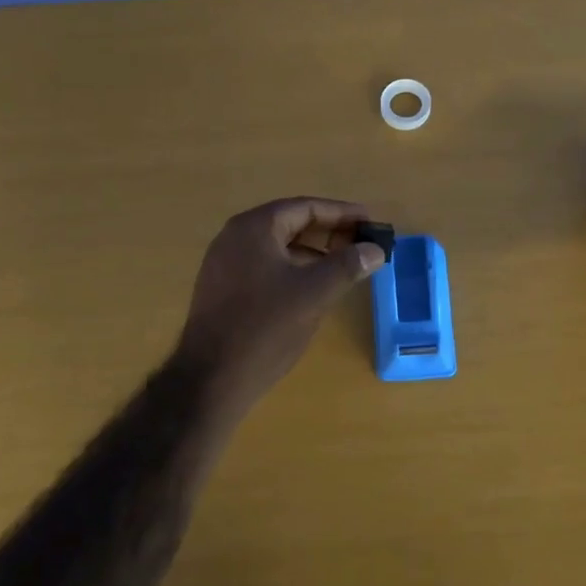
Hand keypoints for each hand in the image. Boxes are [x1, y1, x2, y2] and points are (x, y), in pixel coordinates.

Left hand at [175, 197, 386, 418]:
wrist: (211, 378)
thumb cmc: (265, 328)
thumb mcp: (314, 293)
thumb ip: (347, 266)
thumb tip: (374, 250)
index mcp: (254, 228)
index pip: (305, 207)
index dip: (342, 213)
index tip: (370, 222)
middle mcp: (234, 237)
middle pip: (290, 223)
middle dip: (329, 232)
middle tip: (362, 245)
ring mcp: (224, 263)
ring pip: (277, 247)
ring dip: (313, 252)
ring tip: (344, 266)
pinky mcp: (222, 288)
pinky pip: (264, 266)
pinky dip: (293, 268)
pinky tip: (313, 288)